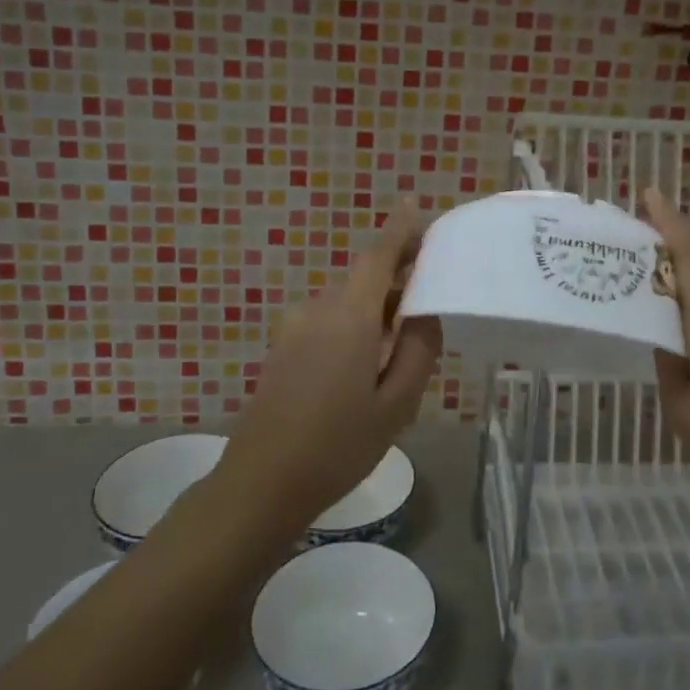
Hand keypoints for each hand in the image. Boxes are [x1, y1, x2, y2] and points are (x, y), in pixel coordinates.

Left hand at [211, 202, 442, 538]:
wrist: (260, 485)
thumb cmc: (337, 446)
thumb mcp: (396, 404)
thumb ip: (418, 350)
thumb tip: (425, 313)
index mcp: (348, 317)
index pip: (377, 256)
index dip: (398, 230)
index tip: (413, 204)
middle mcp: (317, 311)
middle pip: (363, 279)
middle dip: (396, 278)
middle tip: (429, 296)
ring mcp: (294, 329)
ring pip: (346, 304)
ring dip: (376, 309)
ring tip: (402, 344)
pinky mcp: (282, 348)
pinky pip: (328, 322)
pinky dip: (354, 326)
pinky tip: (366, 366)